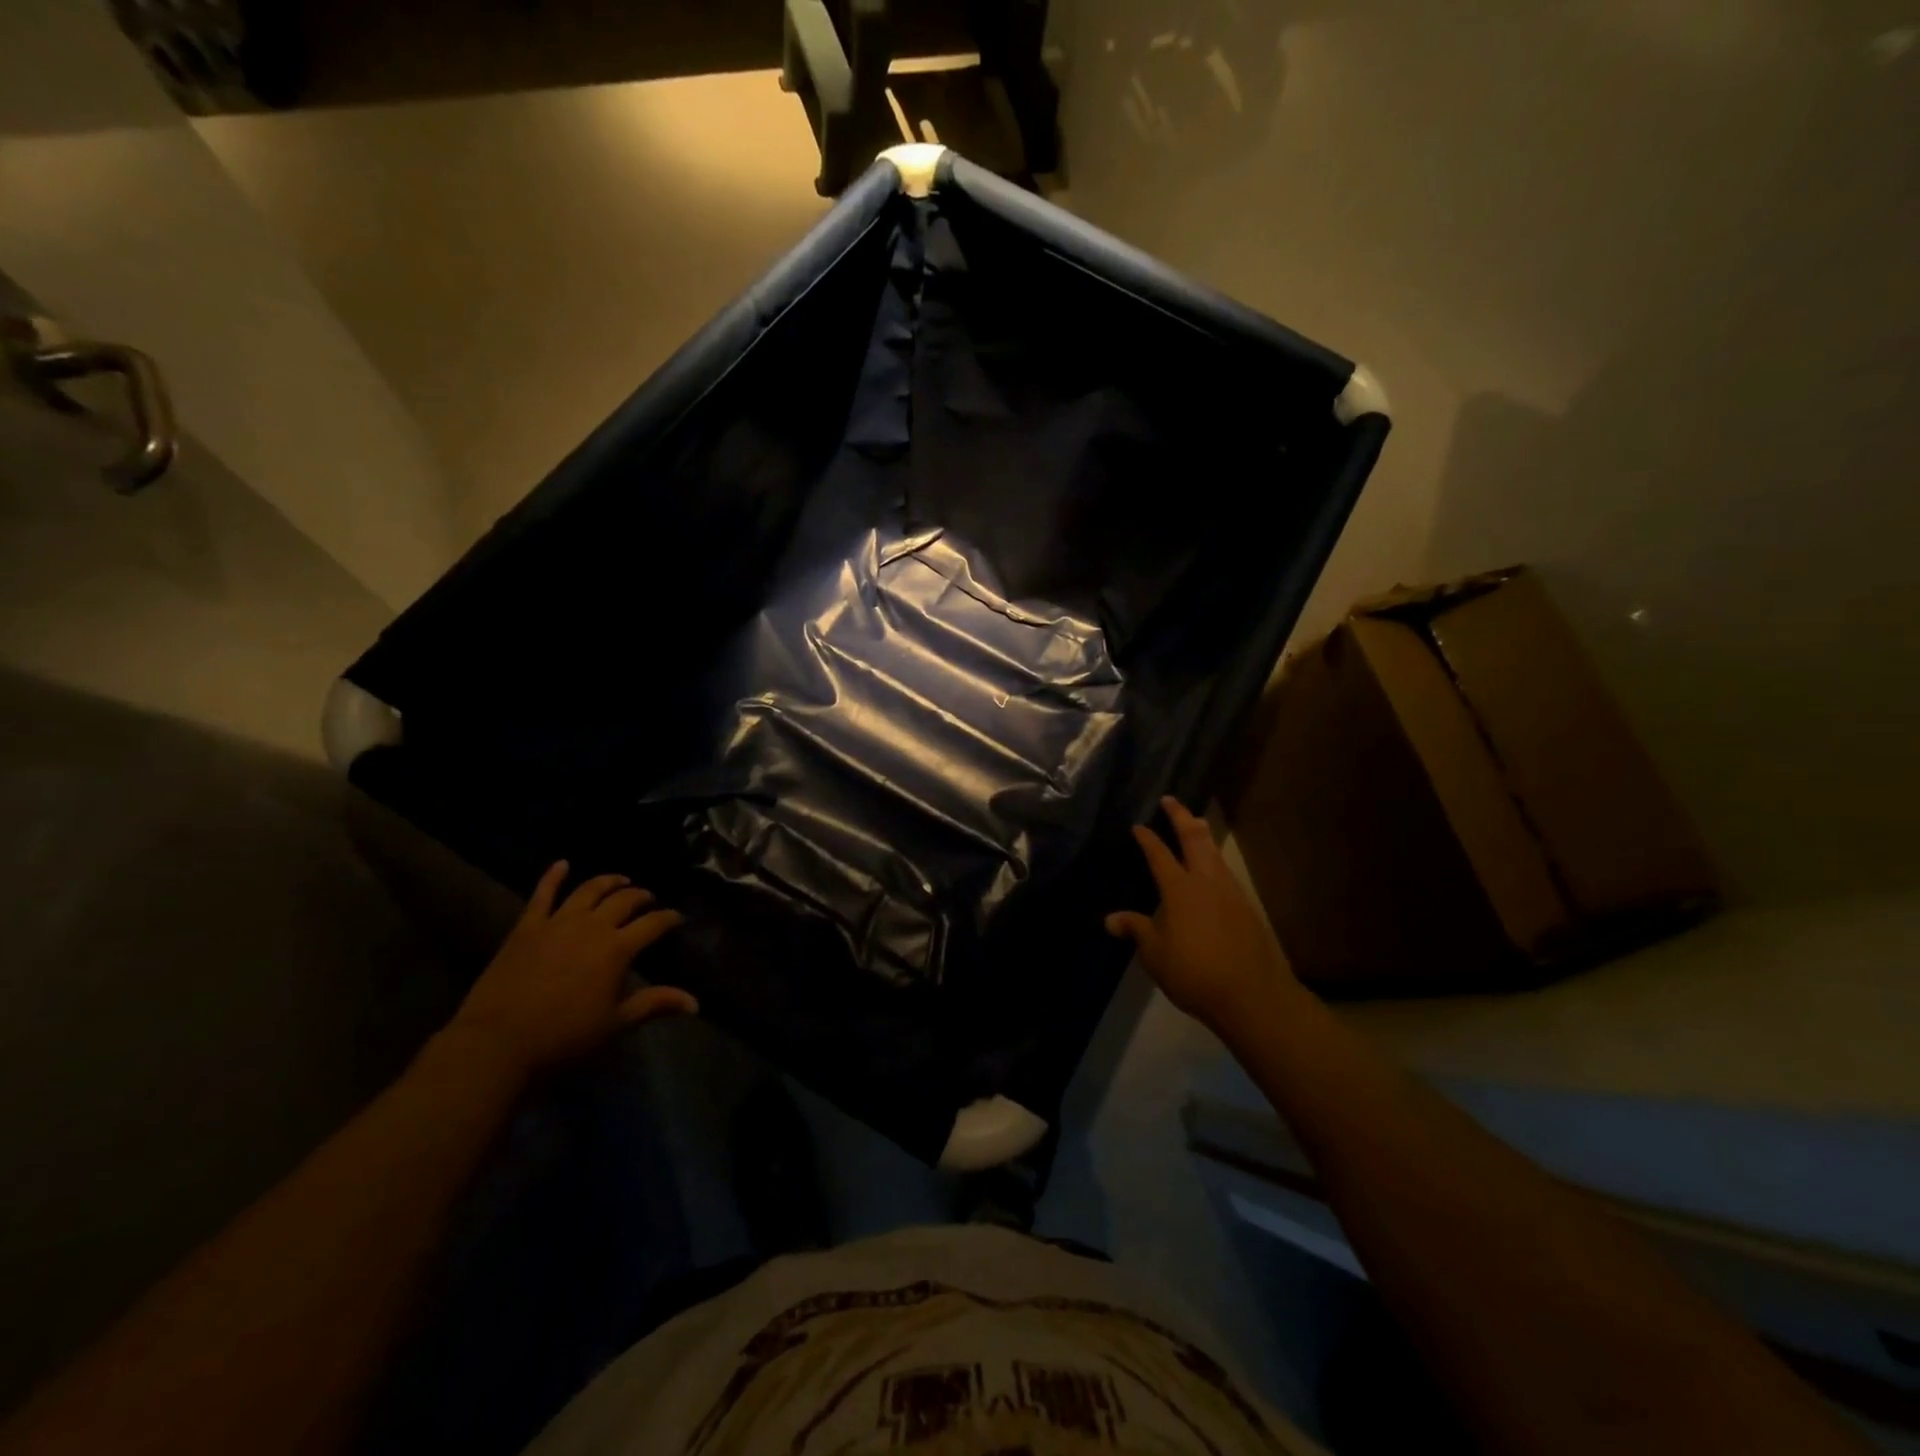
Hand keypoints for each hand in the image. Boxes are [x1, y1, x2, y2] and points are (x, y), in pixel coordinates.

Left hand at [446, 861, 695, 1079]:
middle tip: (649, 899)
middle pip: (624, 900)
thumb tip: (695, 1003)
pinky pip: (542, 894)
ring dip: (609, 881)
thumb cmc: (563, 1037)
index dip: (669, 918)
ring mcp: (558, 922)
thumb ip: (655, 1004)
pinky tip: (562, 864)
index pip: (653, 923)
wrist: (497, 1043)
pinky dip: (553, 876)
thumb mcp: (615, 1023)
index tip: (677, 918)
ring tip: (620, 880)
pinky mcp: (527, 926)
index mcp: (617, 948)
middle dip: (641, 896)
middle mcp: (592, 926)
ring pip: (589, 890)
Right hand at [1105, 796, 1299, 1029]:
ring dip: (1202, 834)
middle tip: (1170, 800)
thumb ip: (1137, 930)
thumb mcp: (1155, 955)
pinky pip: (1226, 872)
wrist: (1253, 996)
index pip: (1159, 854)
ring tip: (1195, 824)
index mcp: (1179, 889)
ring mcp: (1231, 892)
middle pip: (1194, 838)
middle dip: (1180, 816)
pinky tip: (1213, 869)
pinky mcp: (1247, 907)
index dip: (1147, 838)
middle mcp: (1206, 881)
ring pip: (1215, 852)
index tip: (1137, 825)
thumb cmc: (1194, 973)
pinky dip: (1215, 859)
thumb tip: (1110, 920)